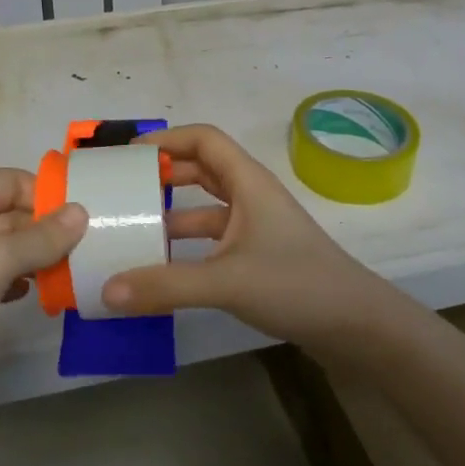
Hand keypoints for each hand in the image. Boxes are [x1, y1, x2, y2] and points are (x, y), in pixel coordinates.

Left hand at [0, 171, 86, 423]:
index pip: (12, 181)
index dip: (48, 196)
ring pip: (6, 248)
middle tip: (90, 250)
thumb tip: (82, 211)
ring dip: (37, 259)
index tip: (89, 218)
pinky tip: (41, 295)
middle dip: (47, 231)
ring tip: (73, 273)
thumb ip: (42, 236)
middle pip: (11, 214)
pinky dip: (20, 282)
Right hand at [100, 124, 408, 359]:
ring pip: (206, 208)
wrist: (358, 326)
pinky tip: (162, 268)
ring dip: (172, 214)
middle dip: (163, 175)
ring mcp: (256, 227)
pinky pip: (213, 239)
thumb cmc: (296, 284)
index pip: (204, 139)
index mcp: (248, 182)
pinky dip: (187, 247)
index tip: (128, 156)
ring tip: (132, 229)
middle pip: (202, 169)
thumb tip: (107, 290)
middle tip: (123, 189)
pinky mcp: (258, 257)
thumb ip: (166, 285)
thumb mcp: (226, 281)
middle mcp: (251, 197)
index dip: (166, 139)